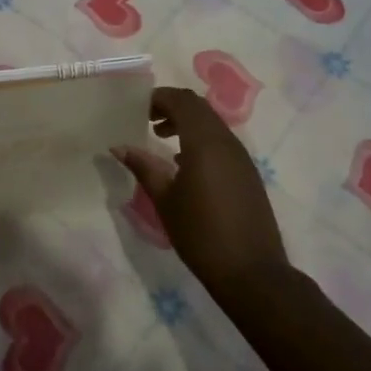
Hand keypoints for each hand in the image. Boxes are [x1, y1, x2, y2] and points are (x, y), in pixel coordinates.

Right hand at [113, 87, 288, 293]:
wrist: (252, 273)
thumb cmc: (201, 234)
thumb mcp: (165, 200)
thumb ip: (143, 167)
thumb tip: (118, 146)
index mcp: (205, 143)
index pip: (182, 101)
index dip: (159, 98)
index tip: (137, 108)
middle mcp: (226, 142)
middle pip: (198, 108)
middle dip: (172, 106)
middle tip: (146, 119)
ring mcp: (241, 157)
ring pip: (211, 123)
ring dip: (187, 122)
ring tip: (161, 138)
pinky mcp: (247, 173)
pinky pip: (221, 141)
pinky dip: (200, 139)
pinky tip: (183, 163)